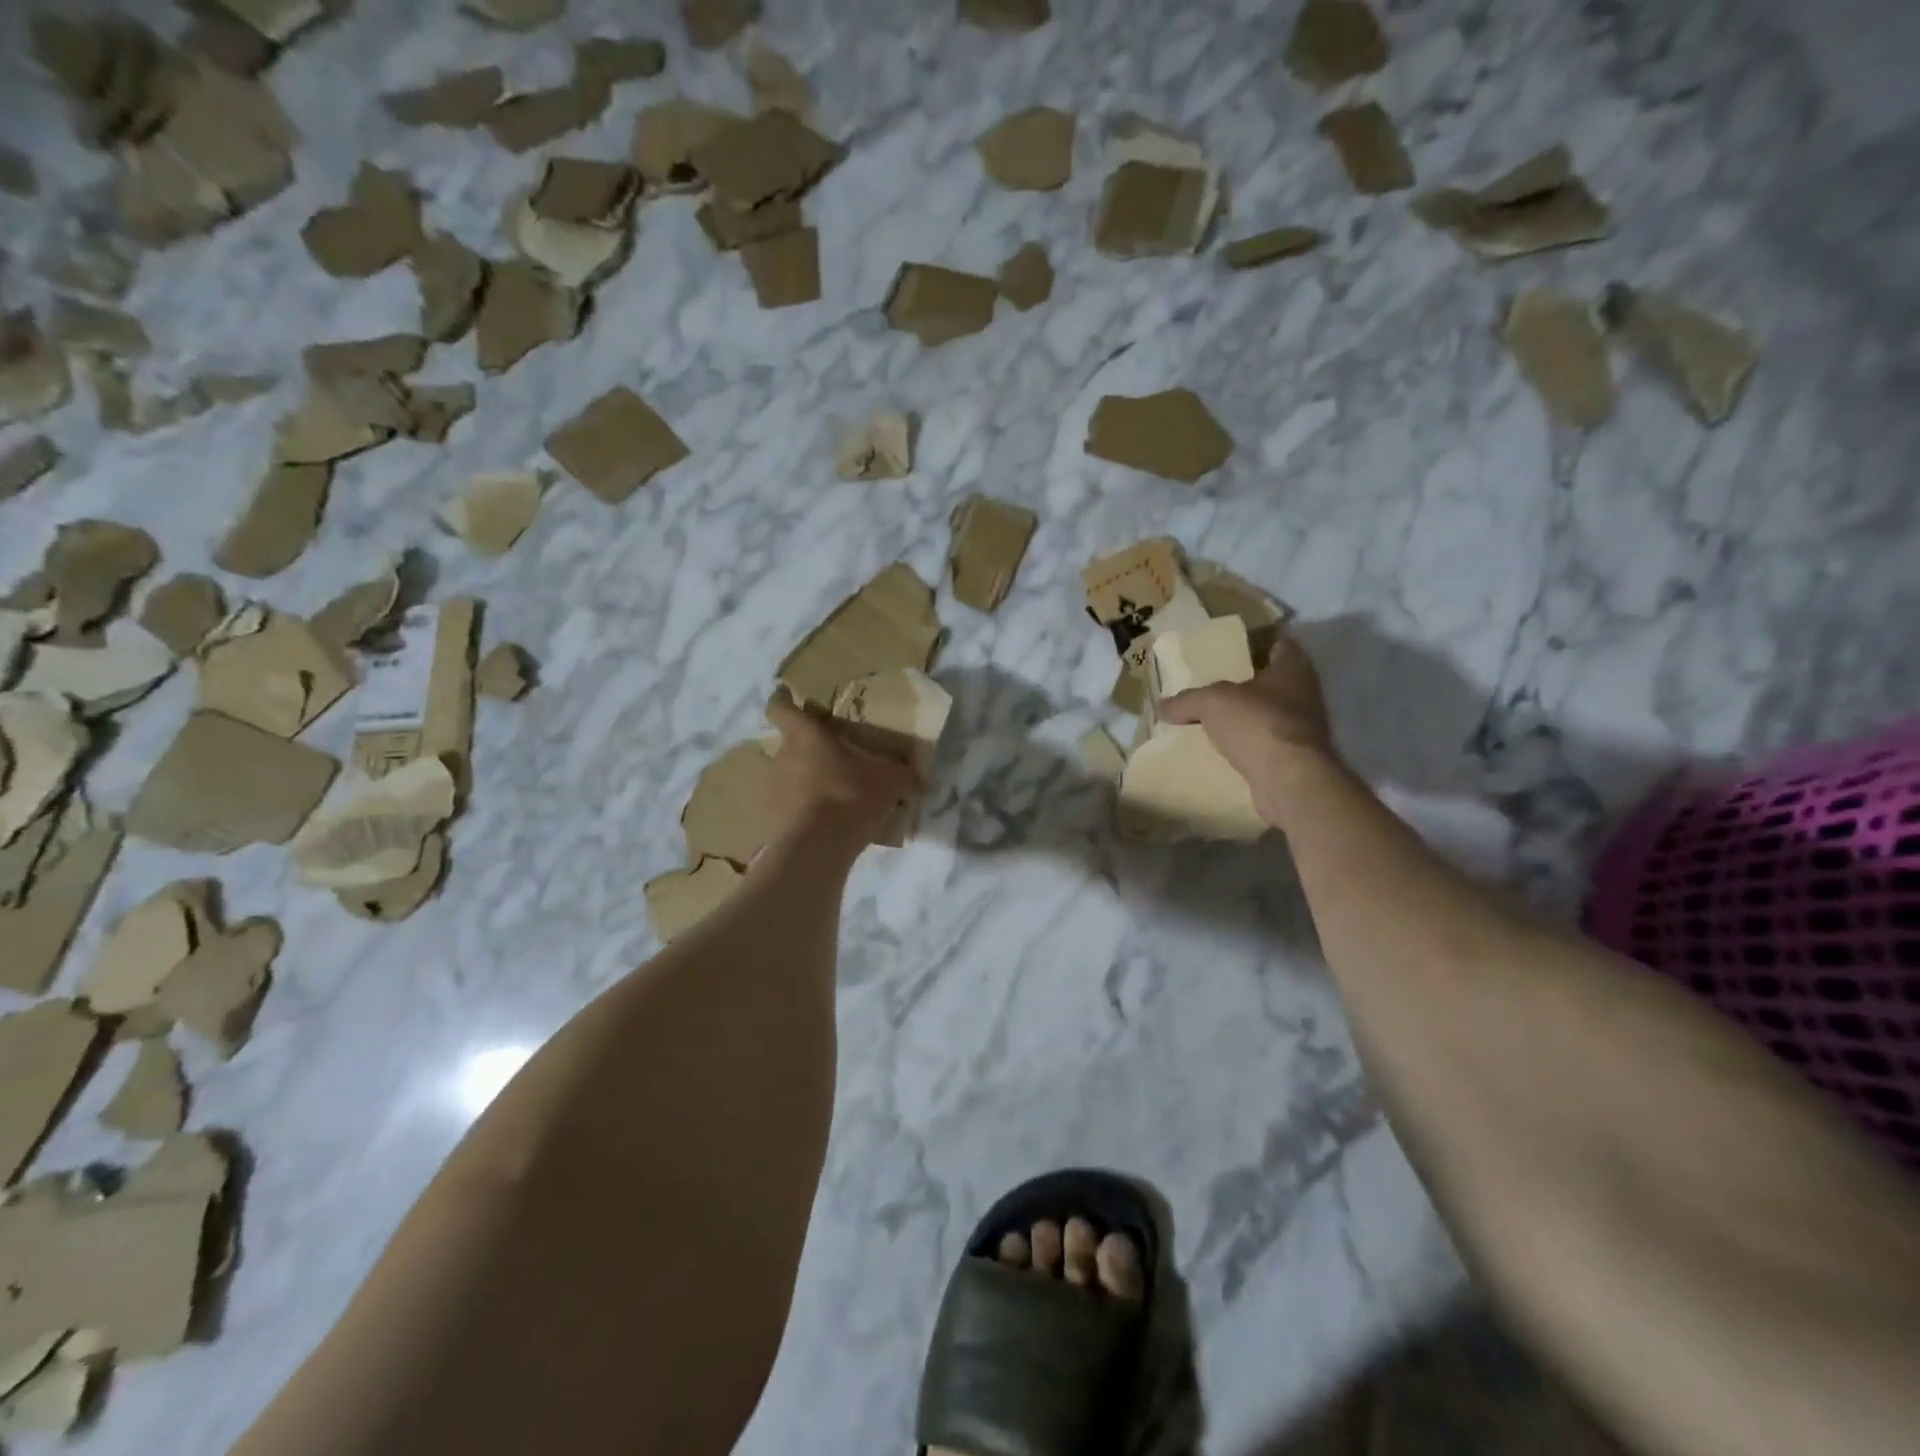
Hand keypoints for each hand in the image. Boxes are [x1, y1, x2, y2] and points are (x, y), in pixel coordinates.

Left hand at [763, 695, 923, 850]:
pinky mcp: (769, 820)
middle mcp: (781, 757)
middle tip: (831, 762)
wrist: (819, 847)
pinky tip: (822, 825)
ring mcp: (771, 790)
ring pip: (786, 778)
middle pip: (788, 746)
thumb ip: (903, 776)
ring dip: (803, 784)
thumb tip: (919, 780)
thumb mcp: (890, 782)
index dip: (783, 703)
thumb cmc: (852, 795)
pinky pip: (786, 809)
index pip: (780, 707)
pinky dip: (800, 813)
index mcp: (805, 736)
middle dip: (806, 753)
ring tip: (829, 798)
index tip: (791, 704)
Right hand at [1160, 635, 1340, 825]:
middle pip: (1274, 683)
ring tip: (1214, 722)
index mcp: (1293, 670)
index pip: (1282, 646)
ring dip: (1247, 719)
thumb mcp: (1210, 702)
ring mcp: (1304, 729)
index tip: (1235, 651)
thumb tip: (1164, 707)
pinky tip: (1223, 752)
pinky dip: (1248, 747)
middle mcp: (1305, 695)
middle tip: (1214, 687)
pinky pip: (1266, 746)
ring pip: (1269, 716)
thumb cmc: (1257, 724)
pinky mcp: (1297, 759)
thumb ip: (1187, 700)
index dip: (1260, 645)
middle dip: (1248, 686)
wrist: (1289, 780)